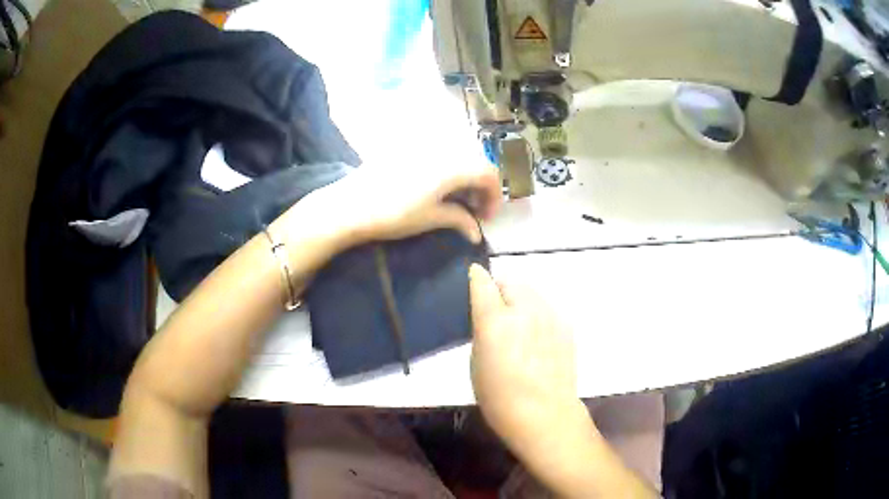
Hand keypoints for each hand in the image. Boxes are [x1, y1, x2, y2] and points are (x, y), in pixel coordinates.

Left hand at [300, 148, 500, 247]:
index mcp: (452, 165)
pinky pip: (438, 158)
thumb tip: (476, 232)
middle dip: (480, 189)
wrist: (350, 205)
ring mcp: (422, 148)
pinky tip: (437, 192)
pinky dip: (446, 174)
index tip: (487, 218)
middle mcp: (441, 150)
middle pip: (474, 164)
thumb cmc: (393, 213)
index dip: (494, 196)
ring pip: (456, 160)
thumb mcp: (430, 218)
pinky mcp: (406, 151)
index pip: (488, 173)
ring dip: (463, 181)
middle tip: (474, 213)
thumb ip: (459, 220)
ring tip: (456, 204)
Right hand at [469, 264, 579, 448]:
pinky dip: (538, 314)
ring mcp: (550, 316)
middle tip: (495, 310)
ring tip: (518, 324)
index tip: (473, 279)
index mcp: (495, 321)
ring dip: (520, 300)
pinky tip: (537, 338)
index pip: (482, 282)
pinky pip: (547, 309)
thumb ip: (482, 332)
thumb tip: (488, 317)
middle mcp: (525, 310)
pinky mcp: (566, 327)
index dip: (476, 278)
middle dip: (500, 289)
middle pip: (511, 281)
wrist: (546, 415)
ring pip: (531, 292)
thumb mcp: (476, 365)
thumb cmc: (500, 399)